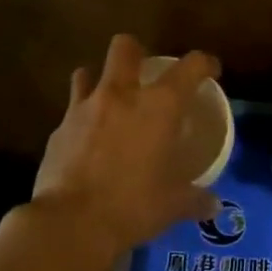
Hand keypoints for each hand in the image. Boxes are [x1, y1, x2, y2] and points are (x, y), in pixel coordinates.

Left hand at [30, 34, 222, 264]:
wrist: (72, 223)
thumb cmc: (134, 205)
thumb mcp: (174, 205)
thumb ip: (196, 199)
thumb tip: (213, 204)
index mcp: (159, 106)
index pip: (190, 67)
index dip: (204, 63)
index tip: (210, 71)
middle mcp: (121, 95)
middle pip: (125, 47)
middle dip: (136, 52)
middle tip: (144, 73)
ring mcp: (83, 109)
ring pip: (87, 72)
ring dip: (99, 80)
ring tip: (109, 102)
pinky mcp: (58, 130)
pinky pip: (71, 112)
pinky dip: (81, 121)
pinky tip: (87, 143)